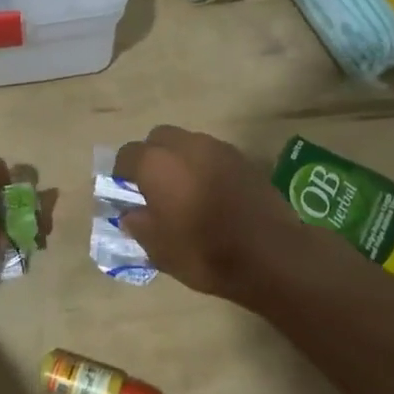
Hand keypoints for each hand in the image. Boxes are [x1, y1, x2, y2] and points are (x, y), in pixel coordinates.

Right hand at [112, 125, 309, 299]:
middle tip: (154, 187)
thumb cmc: (206, 254)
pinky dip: (205, 167)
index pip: (128, 155)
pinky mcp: (243, 159)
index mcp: (157, 165)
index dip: (121, 173)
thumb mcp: (160, 250)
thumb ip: (139, 225)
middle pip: (158, 138)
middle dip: (152, 157)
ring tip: (184, 191)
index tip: (124, 192)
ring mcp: (218, 149)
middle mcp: (186, 146)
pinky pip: (212, 154)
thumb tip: (131, 214)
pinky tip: (211, 194)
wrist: (271, 255)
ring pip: (188, 143)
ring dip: (180, 160)